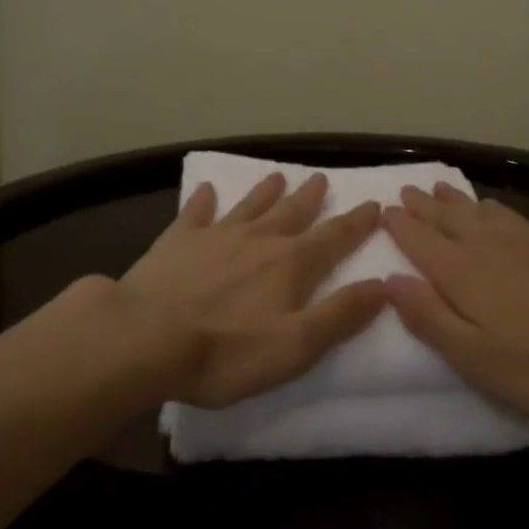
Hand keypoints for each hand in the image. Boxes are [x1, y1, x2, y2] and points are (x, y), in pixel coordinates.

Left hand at [118, 172, 387, 408]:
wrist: (145, 338)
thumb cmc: (225, 352)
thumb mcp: (295, 346)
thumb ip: (340, 315)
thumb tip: (383, 284)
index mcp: (290, 264)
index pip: (333, 238)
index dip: (356, 222)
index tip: (374, 204)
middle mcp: (258, 240)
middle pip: (292, 213)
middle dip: (311, 198)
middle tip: (322, 178)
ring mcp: (215, 236)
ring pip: (249, 206)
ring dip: (265, 191)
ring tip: (278, 175)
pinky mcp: (177, 241)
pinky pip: (195, 213)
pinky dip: (203, 200)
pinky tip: (205, 189)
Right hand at [383, 183, 528, 425]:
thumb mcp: (476, 359)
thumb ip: (429, 317)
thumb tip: (390, 279)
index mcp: (462, 274)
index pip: (422, 242)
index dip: (401, 226)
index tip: (384, 211)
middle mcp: (487, 246)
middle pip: (448, 220)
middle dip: (424, 206)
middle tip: (405, 190)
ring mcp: (524, 241)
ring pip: (478, 211)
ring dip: (454, 200)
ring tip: (439, 188)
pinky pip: (509, 213)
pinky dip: (490, 205)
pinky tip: (491, 207)